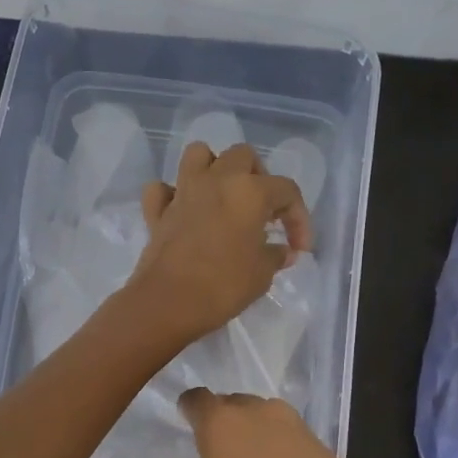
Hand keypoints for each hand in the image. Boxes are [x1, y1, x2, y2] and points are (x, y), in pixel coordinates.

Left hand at [131, 141, 312, 344]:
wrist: (168, 302)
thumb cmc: (224, 286)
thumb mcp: (262, 274)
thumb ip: (275, 256)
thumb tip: (283, 252)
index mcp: (249, 191)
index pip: (287, 190)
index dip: (299, 218)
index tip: (298, 248)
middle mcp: (216, 180)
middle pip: (243, 156)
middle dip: (258, 177)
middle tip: (263, 210)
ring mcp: (183, 191)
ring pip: (198, 155)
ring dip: (214, 168)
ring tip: (224, 196)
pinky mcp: (158, 211)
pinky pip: (162, 189)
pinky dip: (172, 195)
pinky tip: (183, 212)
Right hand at [175, 388, 424, 457]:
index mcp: (222, 424)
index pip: (197, 399)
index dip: (189, 410)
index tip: (186, 424)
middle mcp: (259, 413)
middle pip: (233, 404)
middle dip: (222, 422)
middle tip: (215, 455)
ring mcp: (297, 427)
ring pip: (264, 419)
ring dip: (253, 436)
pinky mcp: (325, 446)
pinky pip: (289, 438)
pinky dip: (279, 451)